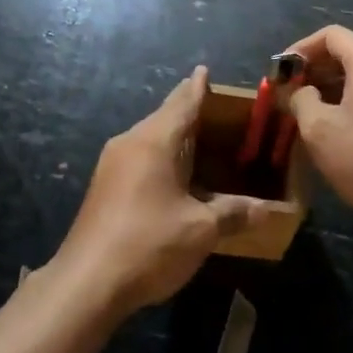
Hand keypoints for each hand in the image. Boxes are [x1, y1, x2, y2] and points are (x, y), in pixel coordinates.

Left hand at [52, 66, 272, 316]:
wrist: (86, 282)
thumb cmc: (149, 243)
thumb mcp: (200, 230)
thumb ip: (234, 214)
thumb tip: (266, 210)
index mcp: (154, 141)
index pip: (182, 103)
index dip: (197, 88)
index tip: (205, 70)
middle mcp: (130, 143)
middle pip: (164, 117)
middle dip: (188, 110)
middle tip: (217, 109)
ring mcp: (112, 165)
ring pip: (150, 139)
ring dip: (174, 137)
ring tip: (200, 139)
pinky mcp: (104, 187)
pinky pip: (140, 158)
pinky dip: (161, 156)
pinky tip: (175, 174)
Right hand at [286, 25, 352, 241]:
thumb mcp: (318, 129)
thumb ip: (300, 100)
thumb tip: (301, 92)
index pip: (331, 35)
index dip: (301, 49)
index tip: (282, 72)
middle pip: (351, 52)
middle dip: (318, 68)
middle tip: (293, 92)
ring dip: (337, 86)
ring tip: (314, 112)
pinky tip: (345, 129)